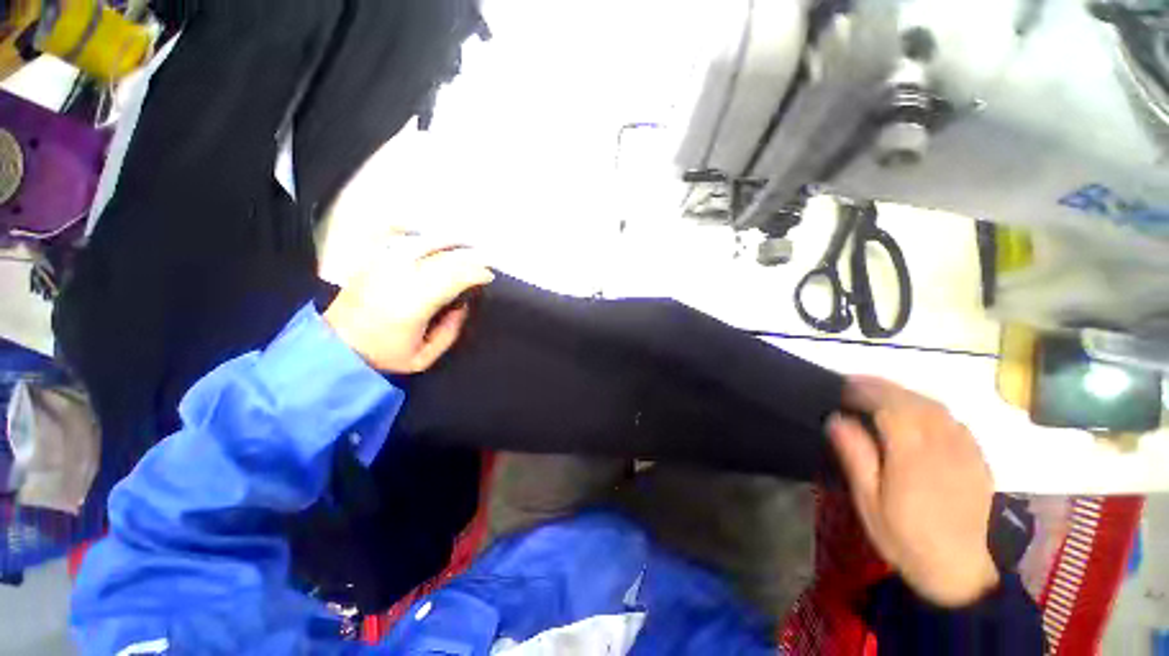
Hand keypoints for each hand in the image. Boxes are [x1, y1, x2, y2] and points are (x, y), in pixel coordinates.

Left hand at [324, 237, 493, 373]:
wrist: (335, 346)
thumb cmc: (384, 354)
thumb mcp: (424, 356)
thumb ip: (450, 330)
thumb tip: (462, 304)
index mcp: (415, 301)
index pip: (455, 276)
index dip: (477, 273)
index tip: (488, 277)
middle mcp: (400, 275)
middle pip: (444, 256)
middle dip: (469, 257)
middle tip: (482, 262)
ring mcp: (382, 263)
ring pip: (423, 241)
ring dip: (448, 241)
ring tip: (464, 243)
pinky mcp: (370, 259)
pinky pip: (393, 234)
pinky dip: (411, 229)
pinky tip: (423, 230)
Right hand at [828, 376, 998, 606]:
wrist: (960, 571)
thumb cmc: (906, 537)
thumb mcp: (869, 502)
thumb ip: (856, 457)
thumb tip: (836, 419)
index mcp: (913, 454)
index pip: (890, 406)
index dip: (865, 390)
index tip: (843, 386)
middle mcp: (942, 444)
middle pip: (914, 400)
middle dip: (883, 386)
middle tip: (855, 382)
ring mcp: (965, 450)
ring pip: (936, 406)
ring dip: (906, 393)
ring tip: (881, 392)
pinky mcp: (977, 459)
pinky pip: (953, 420)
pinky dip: (931, 407)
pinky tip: (918, 412)